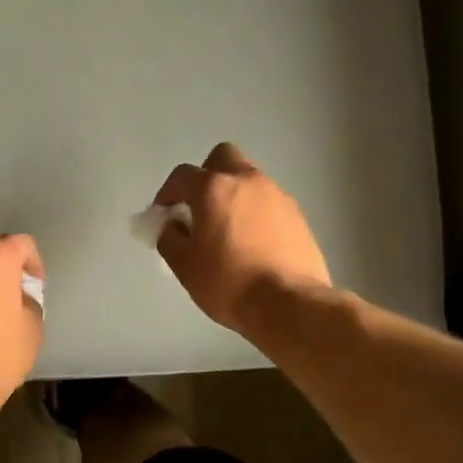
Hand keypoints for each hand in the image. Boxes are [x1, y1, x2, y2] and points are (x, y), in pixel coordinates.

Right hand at [153, 143, 330, 332]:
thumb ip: (170, 238)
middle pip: (223, 158)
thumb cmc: (229, 283)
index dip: (168, 192)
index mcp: (214, 188)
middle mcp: (247, 181)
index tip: (164, 214)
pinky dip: (256, 212)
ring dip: (234, 195)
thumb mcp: (185, 266)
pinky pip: (268, 202)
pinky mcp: (297, 214)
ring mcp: (277, 195)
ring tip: (229, 230)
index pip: (182, 175)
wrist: (290, 304)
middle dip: (207, 175)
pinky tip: (254, 242)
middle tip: (200, 207)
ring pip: (249, 179)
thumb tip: (172, 226)